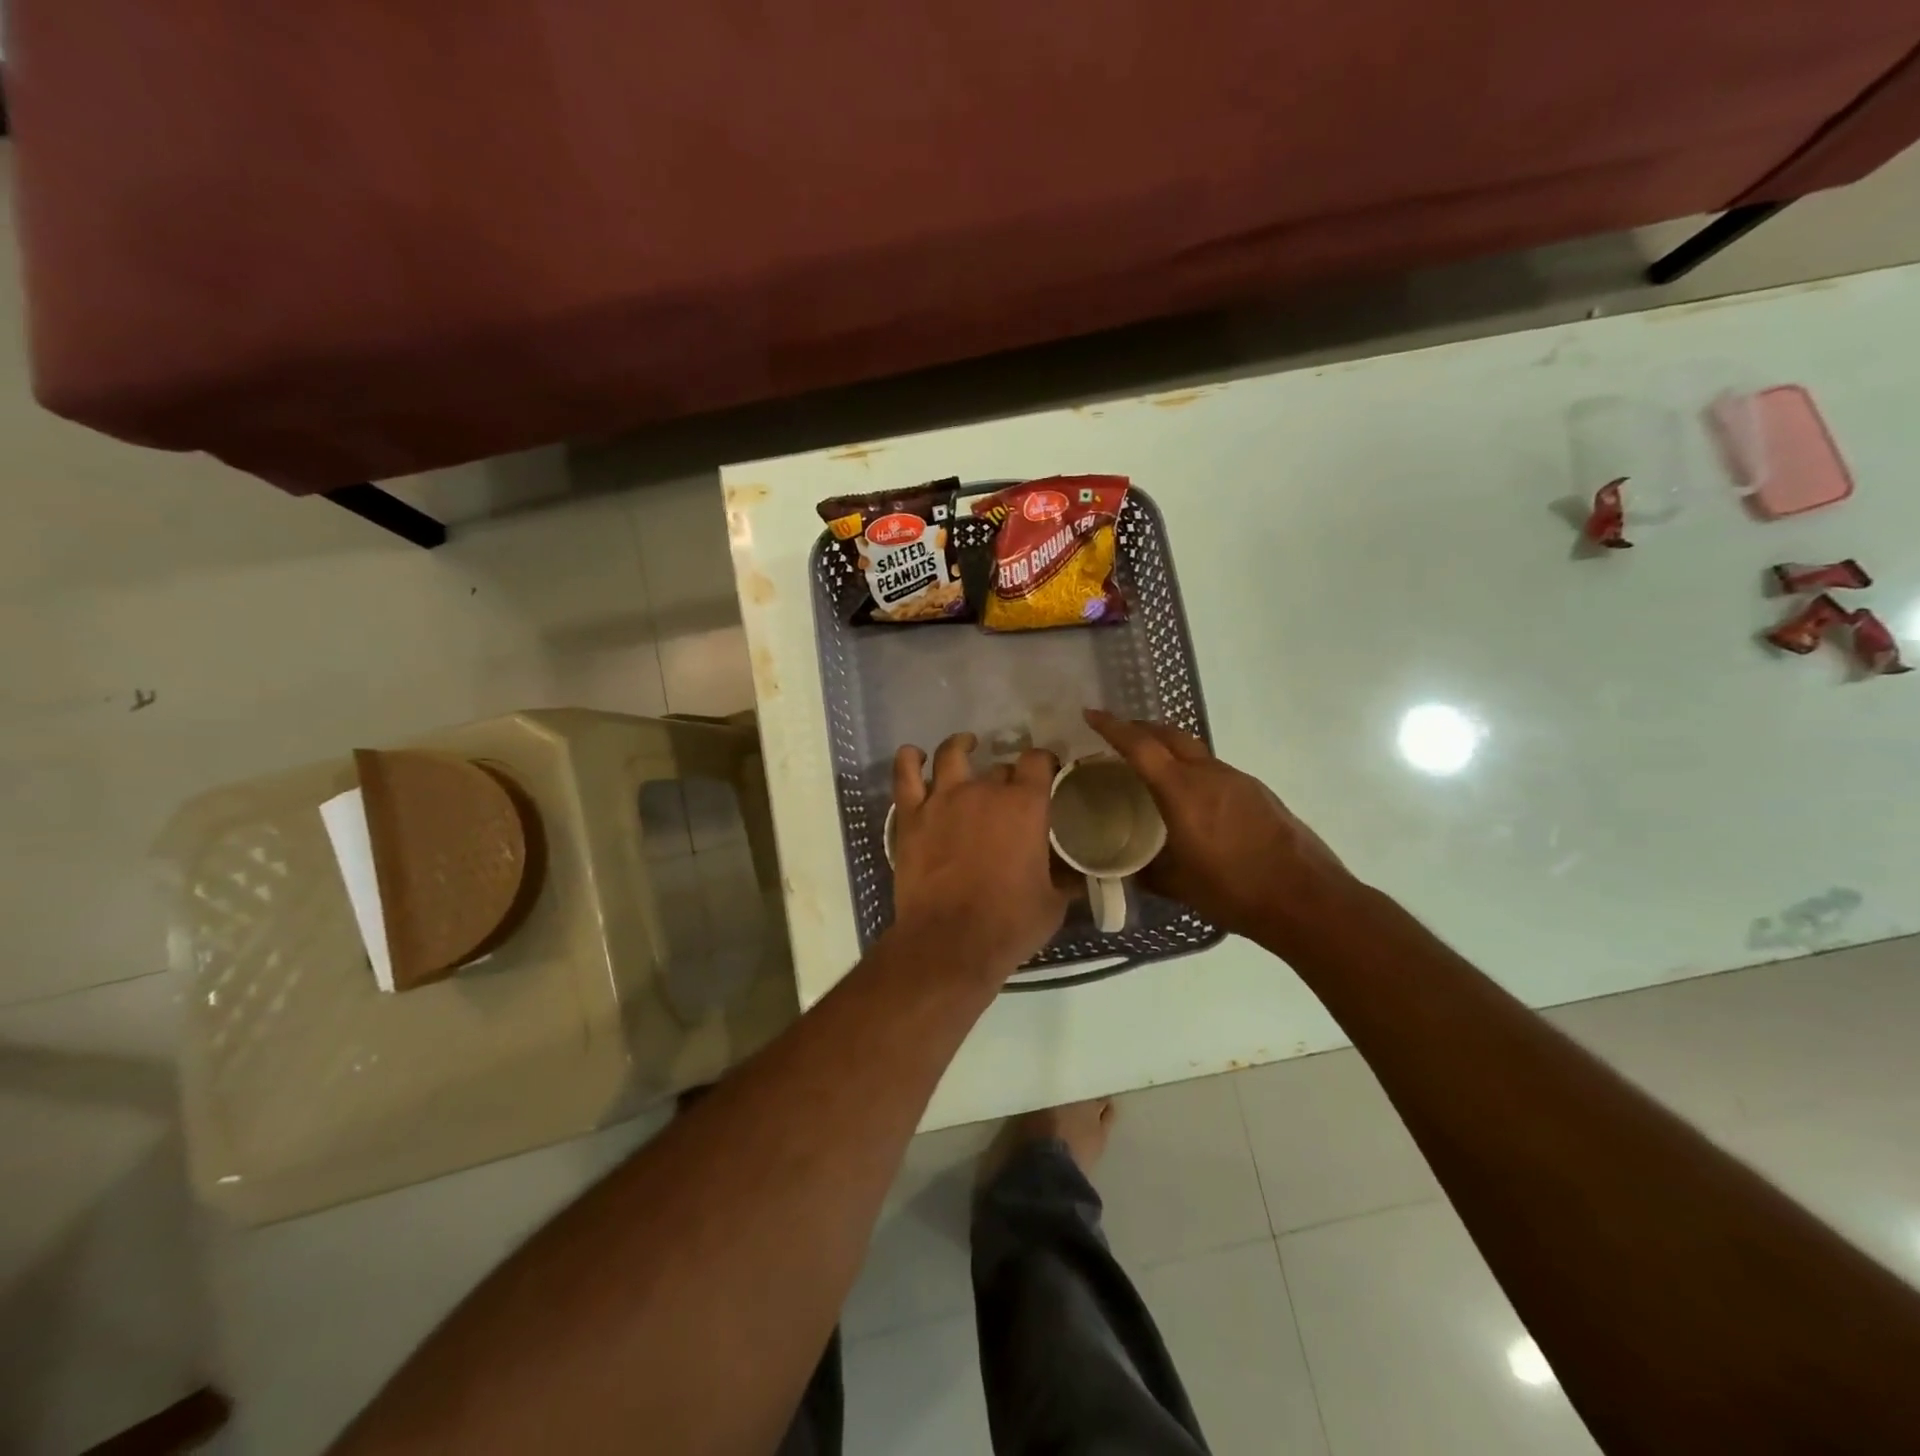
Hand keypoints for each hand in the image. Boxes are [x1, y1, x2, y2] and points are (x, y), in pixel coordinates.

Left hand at [890, 733, 1068, 983]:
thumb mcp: (1054, 902)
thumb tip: (1074, 872)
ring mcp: (943, 799)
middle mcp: (985, 790)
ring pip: (951, 755)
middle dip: (1008, 775)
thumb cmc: (1009, 924)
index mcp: (1025, 805)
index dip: (1044, 762)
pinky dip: (909, 759)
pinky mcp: (911, 815)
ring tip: (966, 745)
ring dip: (961, 746)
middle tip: (1010, 793)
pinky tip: (914, 756)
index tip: (1047, 771)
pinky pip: (904, 774)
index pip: (1038, 761)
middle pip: (999, 767)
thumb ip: (1063, 876)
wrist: (950, 942)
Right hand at [1085, 709, 1353, 944]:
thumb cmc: (1235, 891)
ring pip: (1194, 751)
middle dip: (1141, 728)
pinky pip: (1214, 770)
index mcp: (1183, 791)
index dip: (1112, 727)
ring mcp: (1238, 780)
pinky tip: (1191, 799)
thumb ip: (1148, 870)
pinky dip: (1193, 771)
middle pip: (1170, 735)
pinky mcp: (1258, 793)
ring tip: (1150, 769)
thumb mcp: (1179, 885)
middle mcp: (1210, 775)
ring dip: (1168, 750)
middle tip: (1117, 736)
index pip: (1140, 746)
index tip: (1091, 714)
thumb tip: (1126, 868)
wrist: (1307, 899)